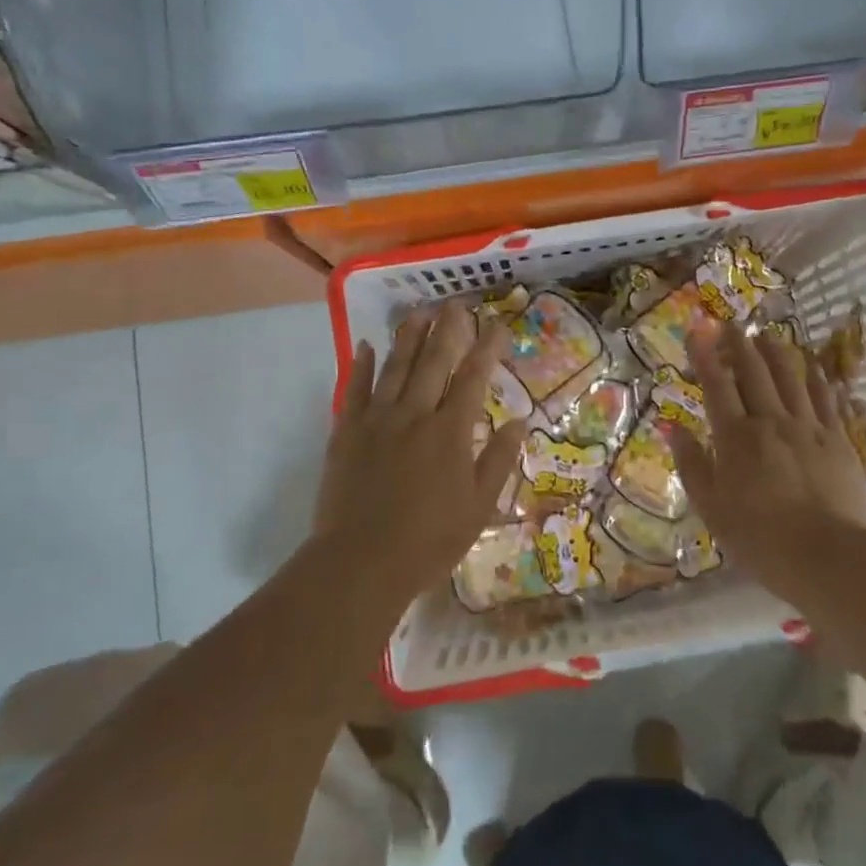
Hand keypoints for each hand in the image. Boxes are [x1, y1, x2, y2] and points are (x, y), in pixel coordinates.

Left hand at [312, 304, 526, 617]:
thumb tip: (519, 421)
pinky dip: (362, 366)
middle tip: (456, 303)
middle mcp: (414, 414)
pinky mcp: (345, 432)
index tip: (498, 325)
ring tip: (419, 310)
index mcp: (450, 432)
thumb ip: (499, 460)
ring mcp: (376, 420)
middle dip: (448, 329)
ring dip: (408, 336)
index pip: (473, 378)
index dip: (487, 348)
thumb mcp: (479, 507)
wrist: (361, 562)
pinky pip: (354, 390)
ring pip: (395, 368)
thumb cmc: (429, 541)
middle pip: (433, 362)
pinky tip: (367, 345)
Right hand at [669, 322, 865, 595]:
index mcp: (735, 437)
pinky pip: (826, 399)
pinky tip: (814, 368)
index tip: (697, 330)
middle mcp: (771, 421)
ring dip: (777, 353)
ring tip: (768, 336)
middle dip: (739, 345)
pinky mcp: (838, 440)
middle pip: (754, 372)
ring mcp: (808, 427)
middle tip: (732, 324)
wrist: (827, 555)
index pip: (717, 385)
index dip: (705, 355)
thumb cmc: (759, 537)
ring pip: (791, 378)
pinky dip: (817, 379)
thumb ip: (691, 463)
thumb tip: (671, 427)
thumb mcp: (711, 506)